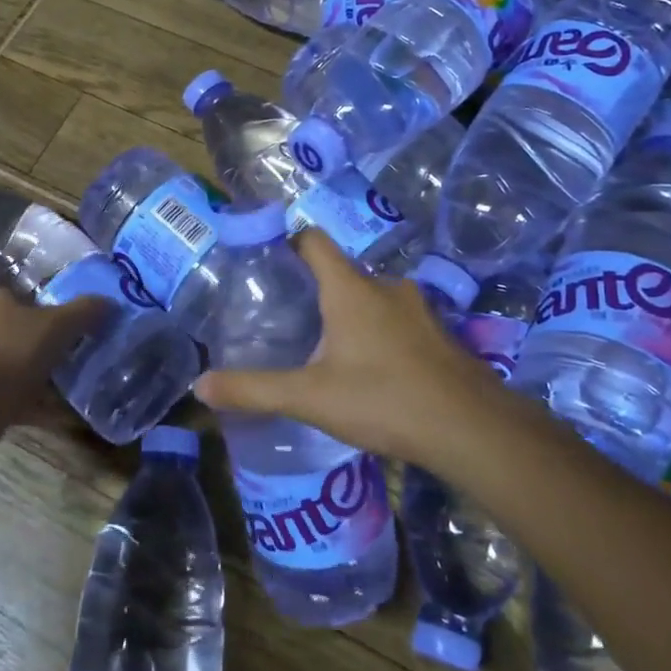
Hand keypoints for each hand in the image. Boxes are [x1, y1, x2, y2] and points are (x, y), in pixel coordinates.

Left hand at [0, 282, 109, 429]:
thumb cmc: (9, 348)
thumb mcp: (56, 325)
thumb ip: (83, 312)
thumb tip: (108, 301)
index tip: (21, 295)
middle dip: (24, 332)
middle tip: (61, 336)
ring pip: (7, 364)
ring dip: (32, 371)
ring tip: (70, 374)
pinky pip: (15, 400)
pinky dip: (38, 406)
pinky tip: (67, 414)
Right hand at [193, 231, 503, 468]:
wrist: (470, 429)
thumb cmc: (383, 399)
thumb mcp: (309, 397)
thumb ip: (253, 390)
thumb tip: (199, 386)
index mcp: (350, 288)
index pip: (313, 240)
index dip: (288, 242)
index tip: (267, 261)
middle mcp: (385, 287)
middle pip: (342, 271)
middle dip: (315, 288)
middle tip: (289, 315)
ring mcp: (418, 309)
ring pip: (372, 297)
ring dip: (350, 312)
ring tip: (326, 345)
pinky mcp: (439, 334)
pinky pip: (398, 320)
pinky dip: (379, 332)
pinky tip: (371, 369)